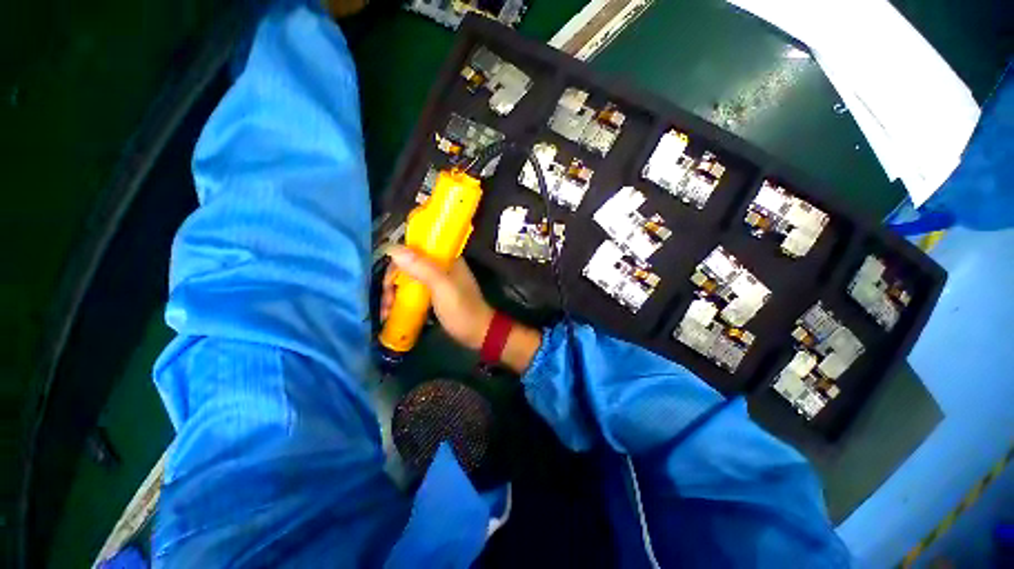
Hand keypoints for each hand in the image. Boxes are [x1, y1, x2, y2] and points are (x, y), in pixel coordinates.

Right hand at [382, 246, 494, 349]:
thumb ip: (422, 268)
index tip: (388, 283)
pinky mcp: (435, 295)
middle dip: (392, 283)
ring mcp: (437, 281)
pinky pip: (414, 292)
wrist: (478, 333)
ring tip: (386, 313)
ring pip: (409, 280)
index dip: (397, 263)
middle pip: (408, 266)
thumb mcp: (442, 287)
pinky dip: (402, 301)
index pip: (414, 249)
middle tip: (386, 303)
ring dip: (394, 294)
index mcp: (446, 258)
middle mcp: (440, 266)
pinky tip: (392, 314)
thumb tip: (393, 248)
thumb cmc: (462, 309)